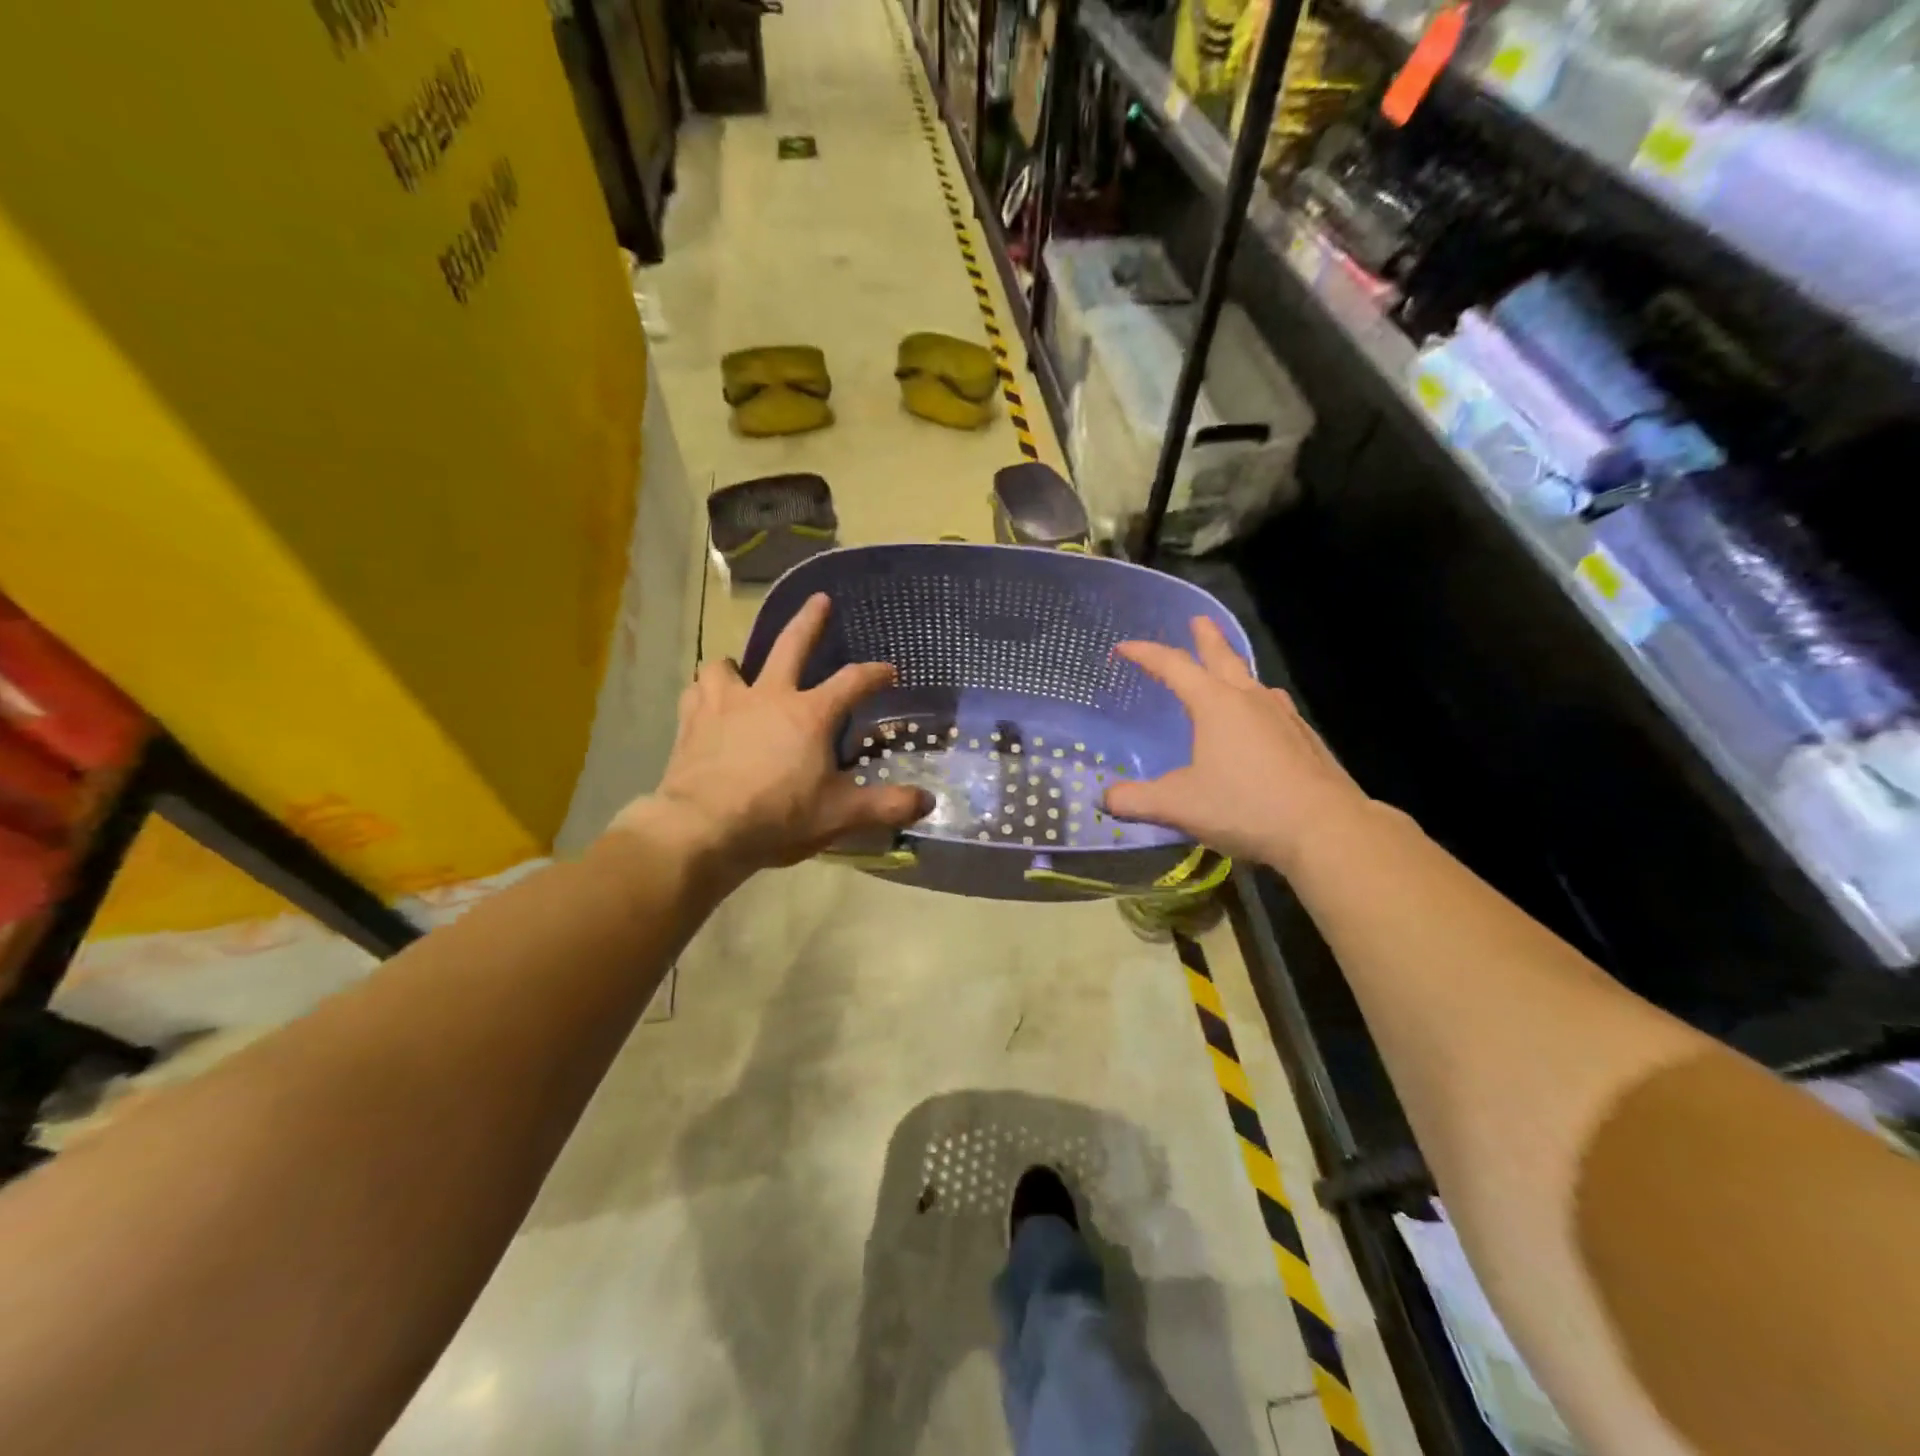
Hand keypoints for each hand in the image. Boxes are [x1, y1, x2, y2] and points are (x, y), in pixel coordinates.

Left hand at [623, 593, 929, 874]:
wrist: (702, 829)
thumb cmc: (777, 817)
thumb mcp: (840, 815)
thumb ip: (886, 806)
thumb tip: (929, 802)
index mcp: (810, 714)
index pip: (852, 682)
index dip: (875, 674)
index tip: (889, 671)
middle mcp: (769, 696)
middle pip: (791, 645)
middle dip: (810, 620)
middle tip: (820, 600)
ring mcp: (725, 704)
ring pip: (728, 665)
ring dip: (737, 666)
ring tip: (741, 673)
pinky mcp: (692, 721)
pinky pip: (697, 692)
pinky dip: (705, 694)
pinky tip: (707, 705)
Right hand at [1103, 617, 1373, 873]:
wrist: (1324, 828)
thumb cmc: (1244, 806)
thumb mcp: (1178, 806)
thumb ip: (1135, 800)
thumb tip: (1105, 799)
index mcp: (1215, 704)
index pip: (1173, 667)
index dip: (1146, 654)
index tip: (1124, 647)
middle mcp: (1250, 700)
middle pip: (1223, 658)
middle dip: (1206, 638)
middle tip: (1198, 621)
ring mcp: (1283, 716)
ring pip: (1253, 681)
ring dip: (1235, 669)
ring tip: (1229, 672)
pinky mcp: (1305, 738)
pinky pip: (1274, 707)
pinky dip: (1259, 701)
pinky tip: (1264, 717)